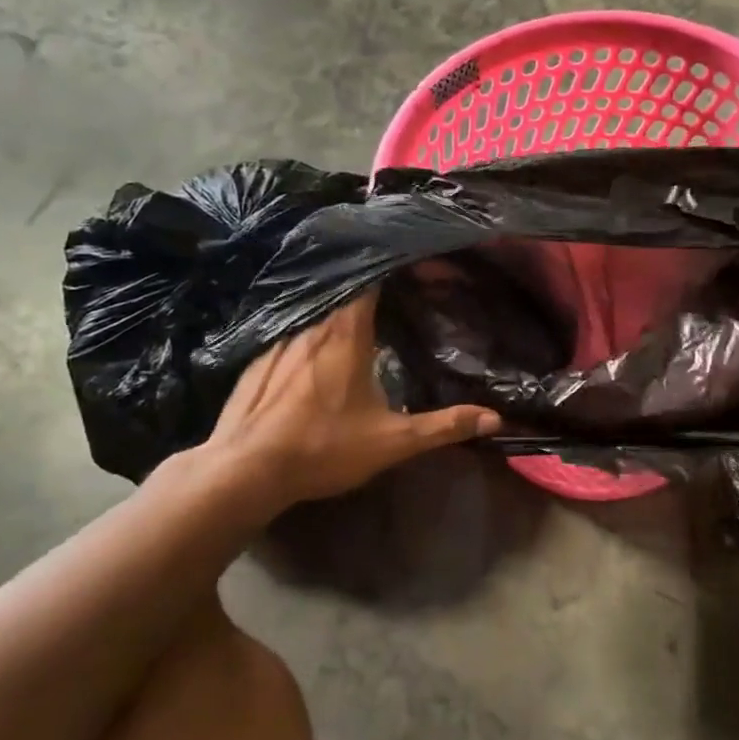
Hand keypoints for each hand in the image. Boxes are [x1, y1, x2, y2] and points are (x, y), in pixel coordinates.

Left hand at [190, 294, 500, 519]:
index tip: (420, 268)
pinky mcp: (257, 358)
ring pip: (316, 308)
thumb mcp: (392, 441)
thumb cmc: (323, 448)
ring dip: (341, 307)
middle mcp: (311, 324)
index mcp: (346, 333)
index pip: (372, 280)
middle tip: (399, 292)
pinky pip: (291, 327)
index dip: (396, 268)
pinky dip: (311, 327)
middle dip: (373, 287)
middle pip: (345, 289)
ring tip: (364, 314)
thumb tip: (495, 419)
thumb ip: (443, 426)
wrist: (243, 471)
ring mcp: (279, 339)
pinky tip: (318, 346)